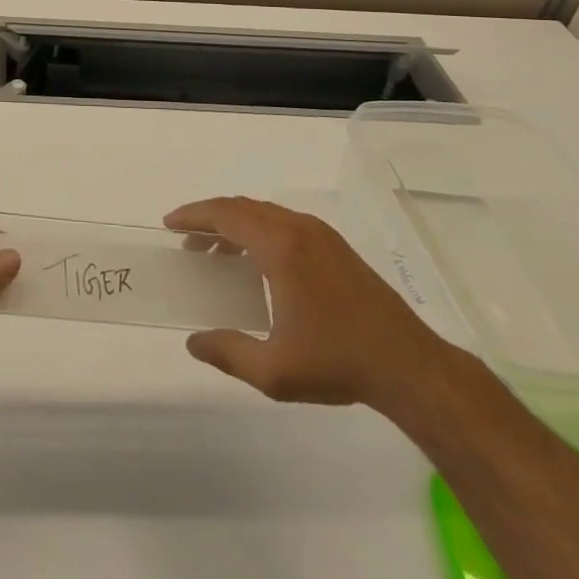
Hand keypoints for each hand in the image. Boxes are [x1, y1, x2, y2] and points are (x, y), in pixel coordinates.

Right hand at [164, 196, 449, 413]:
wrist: (408, 365)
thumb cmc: (337, 362)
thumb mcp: (274, 371)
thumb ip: (228, 353)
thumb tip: (193, 342)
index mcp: (280, 247)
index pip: (225, 215)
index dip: (193, 216)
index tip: (169, 225)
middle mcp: (298, 229)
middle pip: (242, 207)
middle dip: (210, 218)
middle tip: (186, 240)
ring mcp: (321, 234)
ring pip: (265, 213)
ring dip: (234, 224)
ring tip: (215, 251)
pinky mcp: (335, 246)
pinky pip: (284, 223)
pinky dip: (258, 230)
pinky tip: (255, 260)